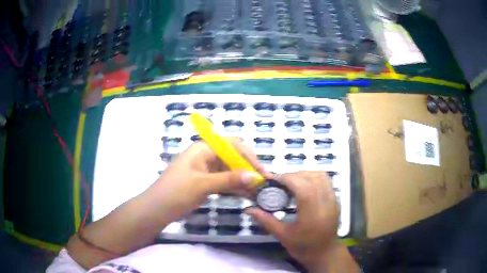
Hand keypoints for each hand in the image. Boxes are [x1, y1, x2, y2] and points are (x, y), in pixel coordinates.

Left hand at [152, 138, 270, 222]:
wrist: (156, 209)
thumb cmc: (176, 192)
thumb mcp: (203, 185)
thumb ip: (229, 180)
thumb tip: (255, 177)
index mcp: (203, 148)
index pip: (232, 145)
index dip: (249, 156)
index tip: (261, 172)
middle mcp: (206, 155)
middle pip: (233, 157)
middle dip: (248, 168)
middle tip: (262, 183)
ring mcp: (206, 170)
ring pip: (229, 170)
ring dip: (243, 179)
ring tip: (258, 191)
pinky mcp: (205, 182)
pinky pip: (224, 181)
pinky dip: (234, 187)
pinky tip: (246, 194)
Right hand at [246, 171, 339, 269]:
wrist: (325, 253)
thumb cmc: (303, 247)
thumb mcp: (283, 236)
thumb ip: (266, 220)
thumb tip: (248, 209)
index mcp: (312, 213)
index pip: (301, 185)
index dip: (286, 178)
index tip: (272, 179)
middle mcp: (325, 202)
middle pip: (310, 177)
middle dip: (293, 175)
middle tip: (279, 183)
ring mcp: (333, 200)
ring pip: (320, 175)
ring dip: (304, 174)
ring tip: (291, 182)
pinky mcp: (336, 199)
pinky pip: (326, 180)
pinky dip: (314, 177)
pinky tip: (304, 186)